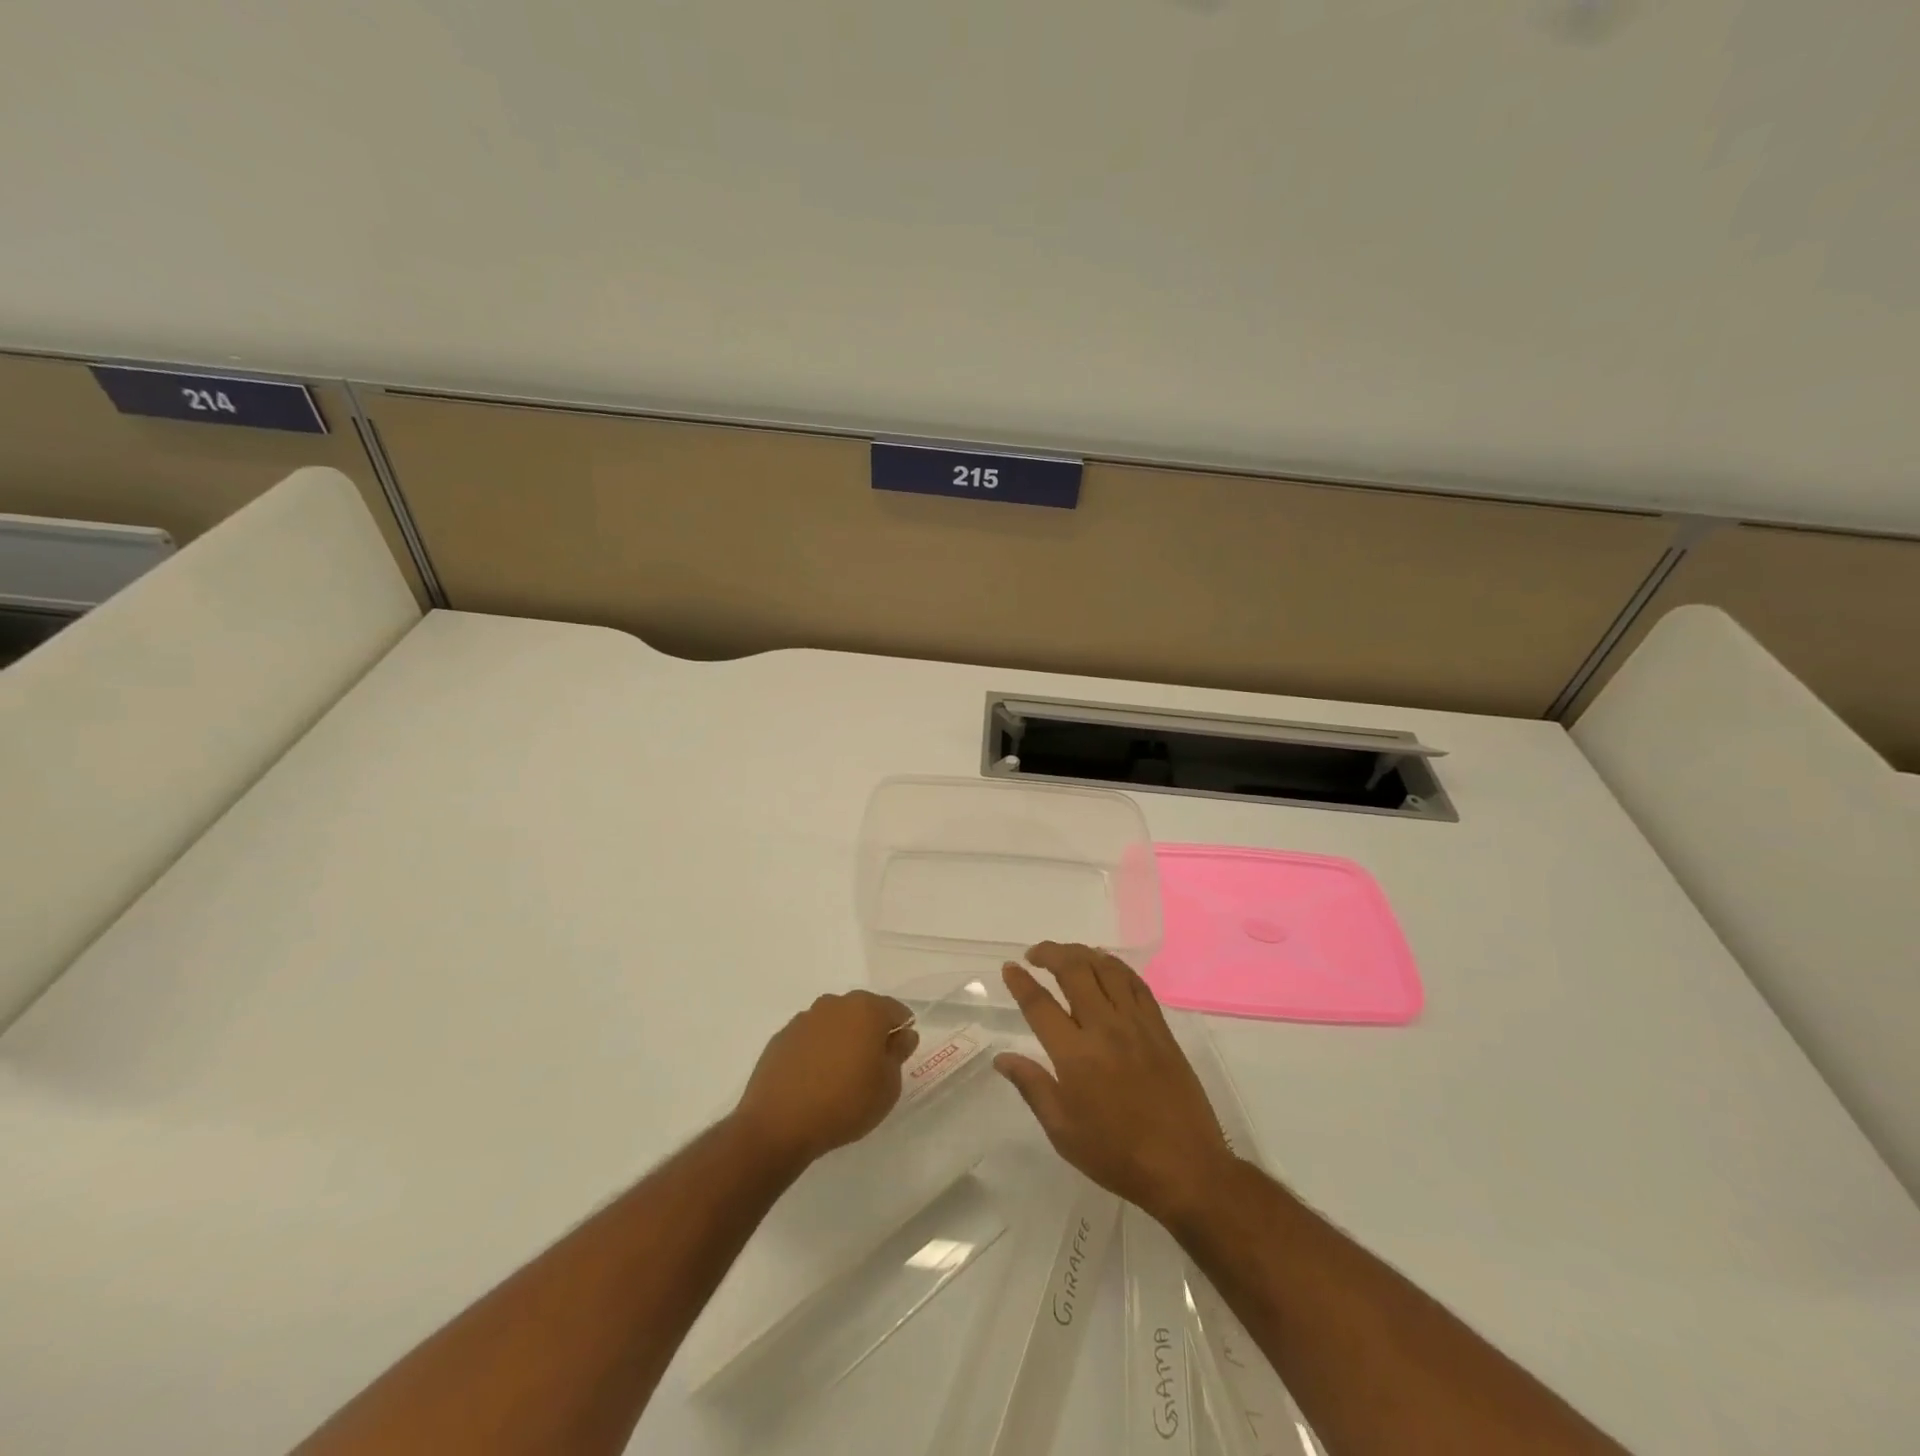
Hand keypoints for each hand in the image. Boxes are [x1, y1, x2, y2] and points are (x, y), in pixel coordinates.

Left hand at [731, 990, 917, 1172]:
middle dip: (870, 1033)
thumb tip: (902, 1035)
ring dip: (842, 1040)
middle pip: (862, 1012)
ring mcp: (805, 1019)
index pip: (895, 1010)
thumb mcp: (888, 1086)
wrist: (778, 1124)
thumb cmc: (845, 1103)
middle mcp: (835, 1004)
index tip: (898, 1057)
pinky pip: (810, 1039)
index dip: (901, 1032)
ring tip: (839, 1076)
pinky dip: (817, 1051)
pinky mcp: (782, 1037)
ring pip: (834, 1023)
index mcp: (866, 1009)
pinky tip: (814, 1080)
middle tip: (871, 1068)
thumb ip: (898, 1054)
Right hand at [995, 942, 1234, 1223]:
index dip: (1021, 982)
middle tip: (1035, 954)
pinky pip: (1136, 982)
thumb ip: (1032, 1087)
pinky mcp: (1160, 1027)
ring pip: (1106, 968)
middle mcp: (1104, 1028)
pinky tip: (1106, 966)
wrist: (1184, 1166)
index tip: (1009, 968)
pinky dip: (1116, 966)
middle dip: (1050, 953)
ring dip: (1081, 953)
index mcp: (1075, 1055)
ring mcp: (1136, 1023)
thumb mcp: (1063, 1131)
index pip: (1040, 1004)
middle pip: (1074, 971)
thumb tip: (1002, 1058)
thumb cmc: (1116, 1155)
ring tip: (1066, 954)